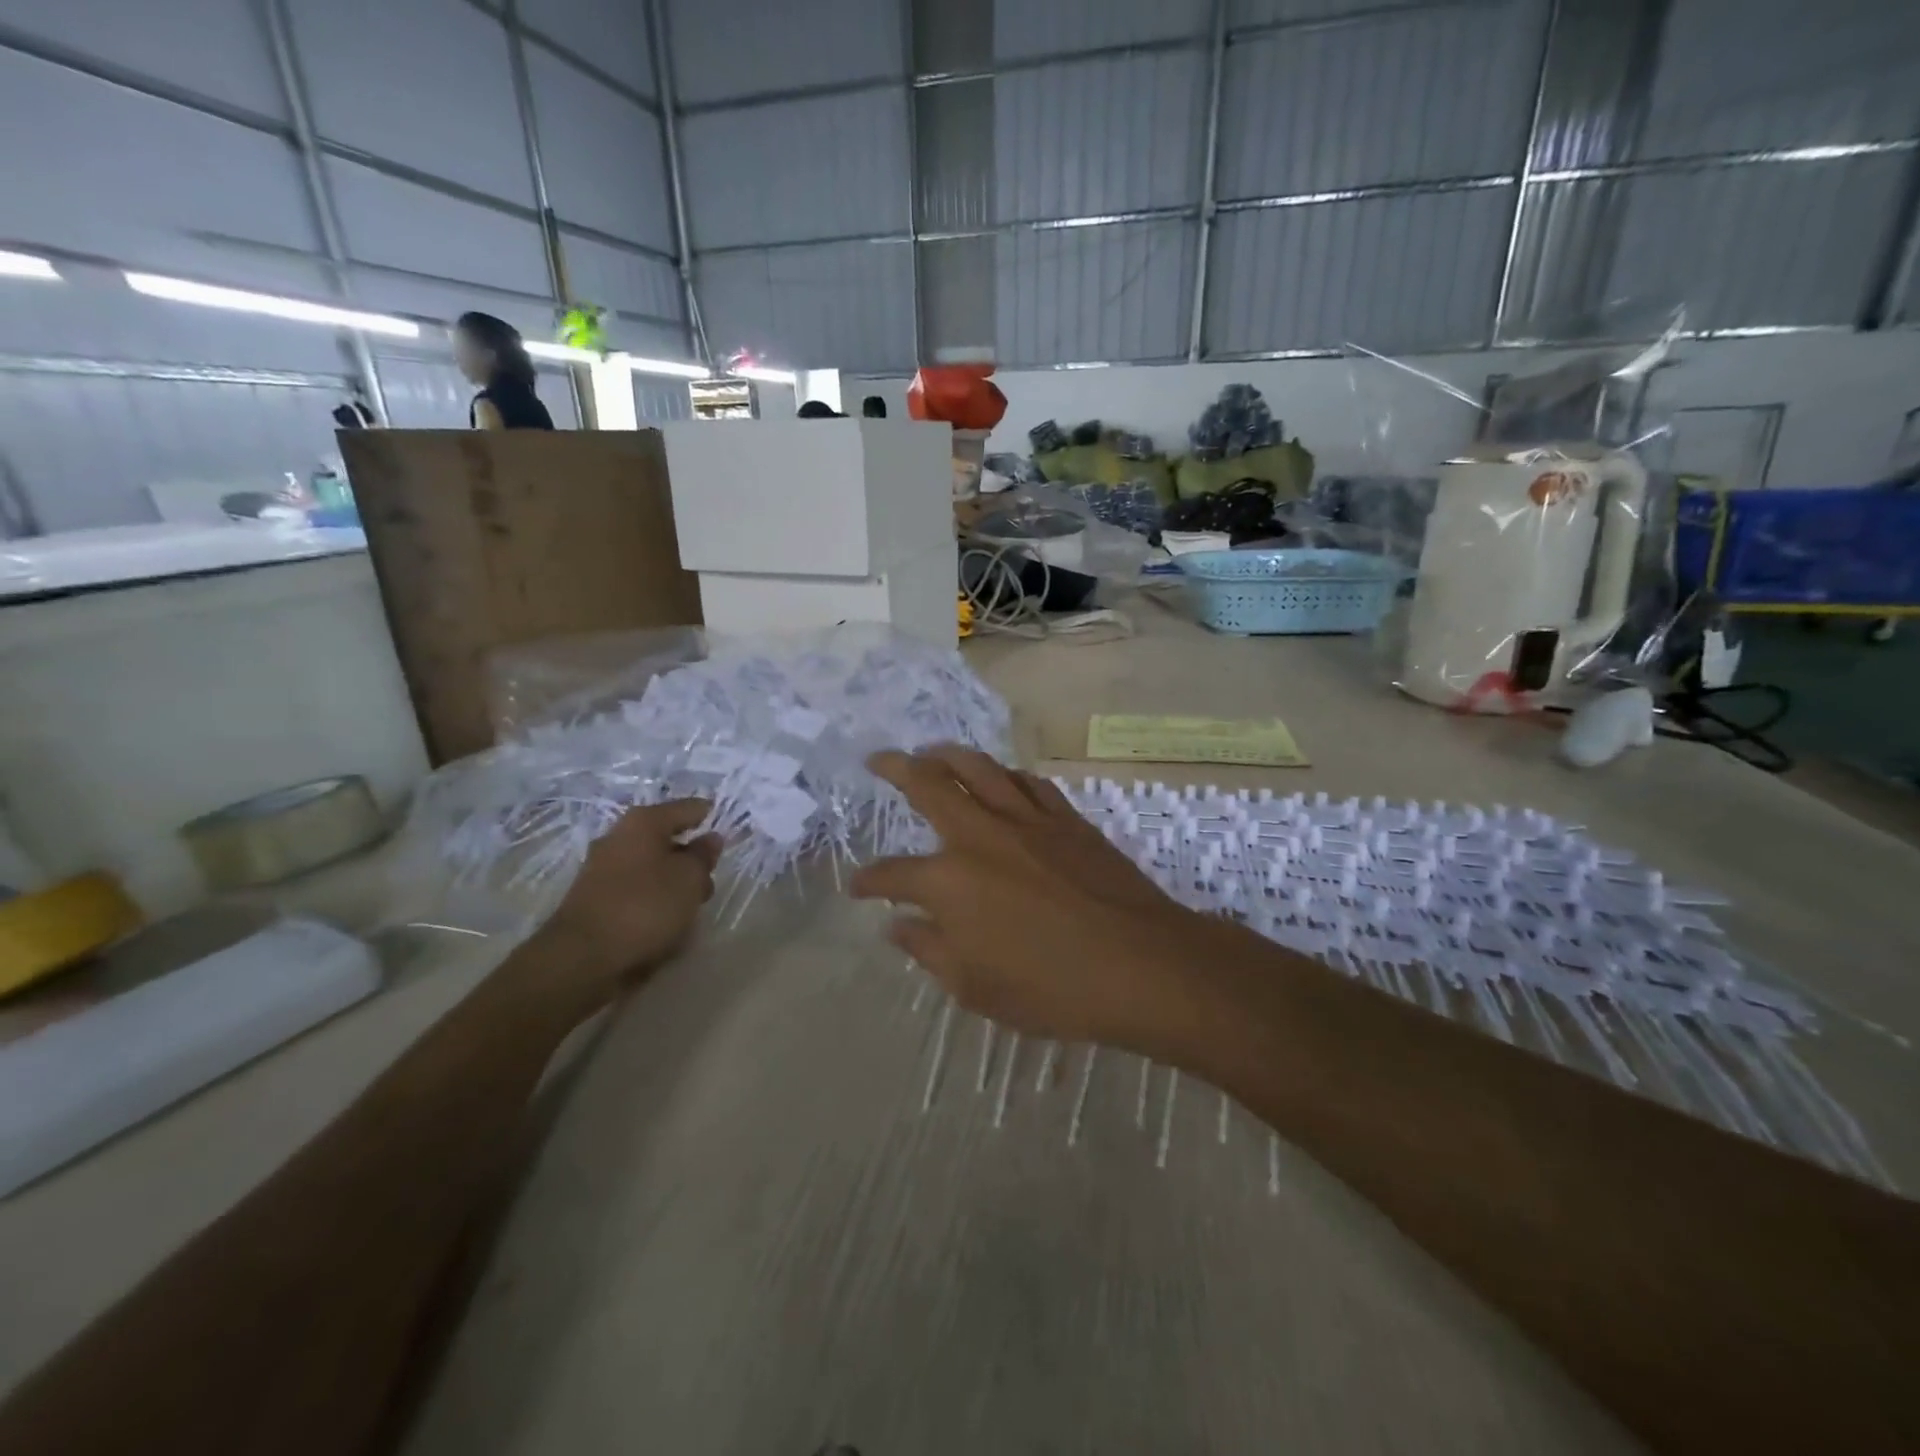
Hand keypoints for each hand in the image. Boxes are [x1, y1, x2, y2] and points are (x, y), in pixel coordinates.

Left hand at [537, 799, 721, 998]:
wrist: (583, 958)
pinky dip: (654, 902)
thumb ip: (704, 856)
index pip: (688, 808)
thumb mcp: (690, 878)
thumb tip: (710, 839)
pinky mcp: (595, 900)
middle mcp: (619, 837)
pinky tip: (665, 923)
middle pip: (668, 839)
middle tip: (709, 882)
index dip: (711, 819)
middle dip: (692, 859)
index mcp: (644, 822)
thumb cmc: (645, 906)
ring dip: (674, 884)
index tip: (730, 835)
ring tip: (690, 911)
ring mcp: (603, 869)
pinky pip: (637, 891)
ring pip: (652, 868)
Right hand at [850, 747, 1238, 1056]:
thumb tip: (897, 926)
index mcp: (949, 882)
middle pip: (929, 785)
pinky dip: (1005, 775)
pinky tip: (1001, 778)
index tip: (858, 886)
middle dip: (895, 768)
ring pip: (979, 768)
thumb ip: (929, 951)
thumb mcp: (975, 988)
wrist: (1141, 964)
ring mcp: (1026, 820)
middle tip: (878, 760)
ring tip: (931, 751)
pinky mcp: (1066, 819)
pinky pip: (1028, 782)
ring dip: (948, 755)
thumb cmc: (1052, 988)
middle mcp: (980, 837)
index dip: (869, 880)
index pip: (893, 875)